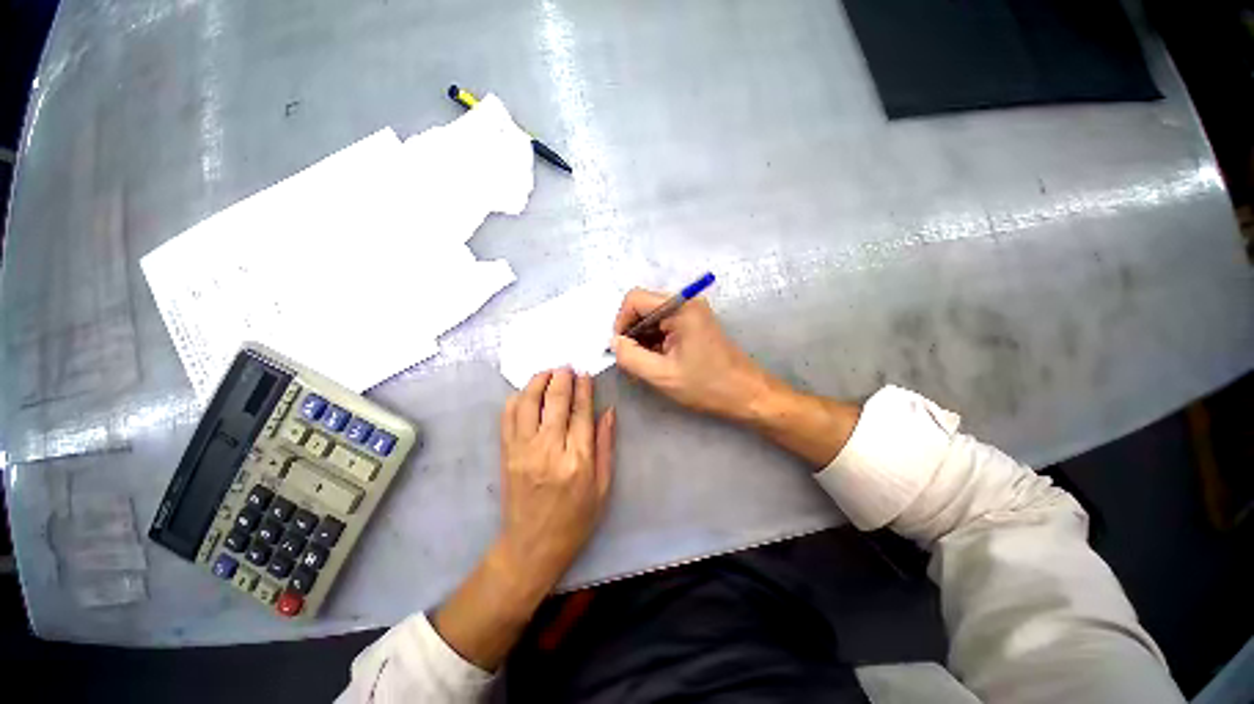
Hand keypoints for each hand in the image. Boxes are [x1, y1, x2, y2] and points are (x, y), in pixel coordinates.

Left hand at [434, 369, 614, 671]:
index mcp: (577, 459)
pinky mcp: (506, 453)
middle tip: (566, 367)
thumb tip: (608, 411)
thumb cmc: (575, 519)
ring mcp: (523, 449)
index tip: (584, 373)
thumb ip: (605, 445)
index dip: (583, 387)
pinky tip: (526, 392)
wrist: (532, 546)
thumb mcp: (602, 486)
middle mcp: (549, 448)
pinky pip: (508, 416)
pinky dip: (517, 398)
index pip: (581, 411)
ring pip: (527, 402)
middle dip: (561, 377)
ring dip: (538, 381)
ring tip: (548, 373)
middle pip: (554, 400)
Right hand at [611, 288, 779, 421]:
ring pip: (652, 318)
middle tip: (632, 360)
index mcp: (680, 308)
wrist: (747, 394)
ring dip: (643, 339)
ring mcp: (692, 311)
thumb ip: (630, 357)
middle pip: (643, 307)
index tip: (621, 348)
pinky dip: (655, 341)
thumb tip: (614, 342)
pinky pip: (664, 325)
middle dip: (632, 333)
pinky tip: (658, 361)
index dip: (621, 322)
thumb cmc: (707, 385)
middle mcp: (686, 302)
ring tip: (646, 364)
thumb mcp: (662, 375)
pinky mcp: (694, 323)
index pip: (634, 299)